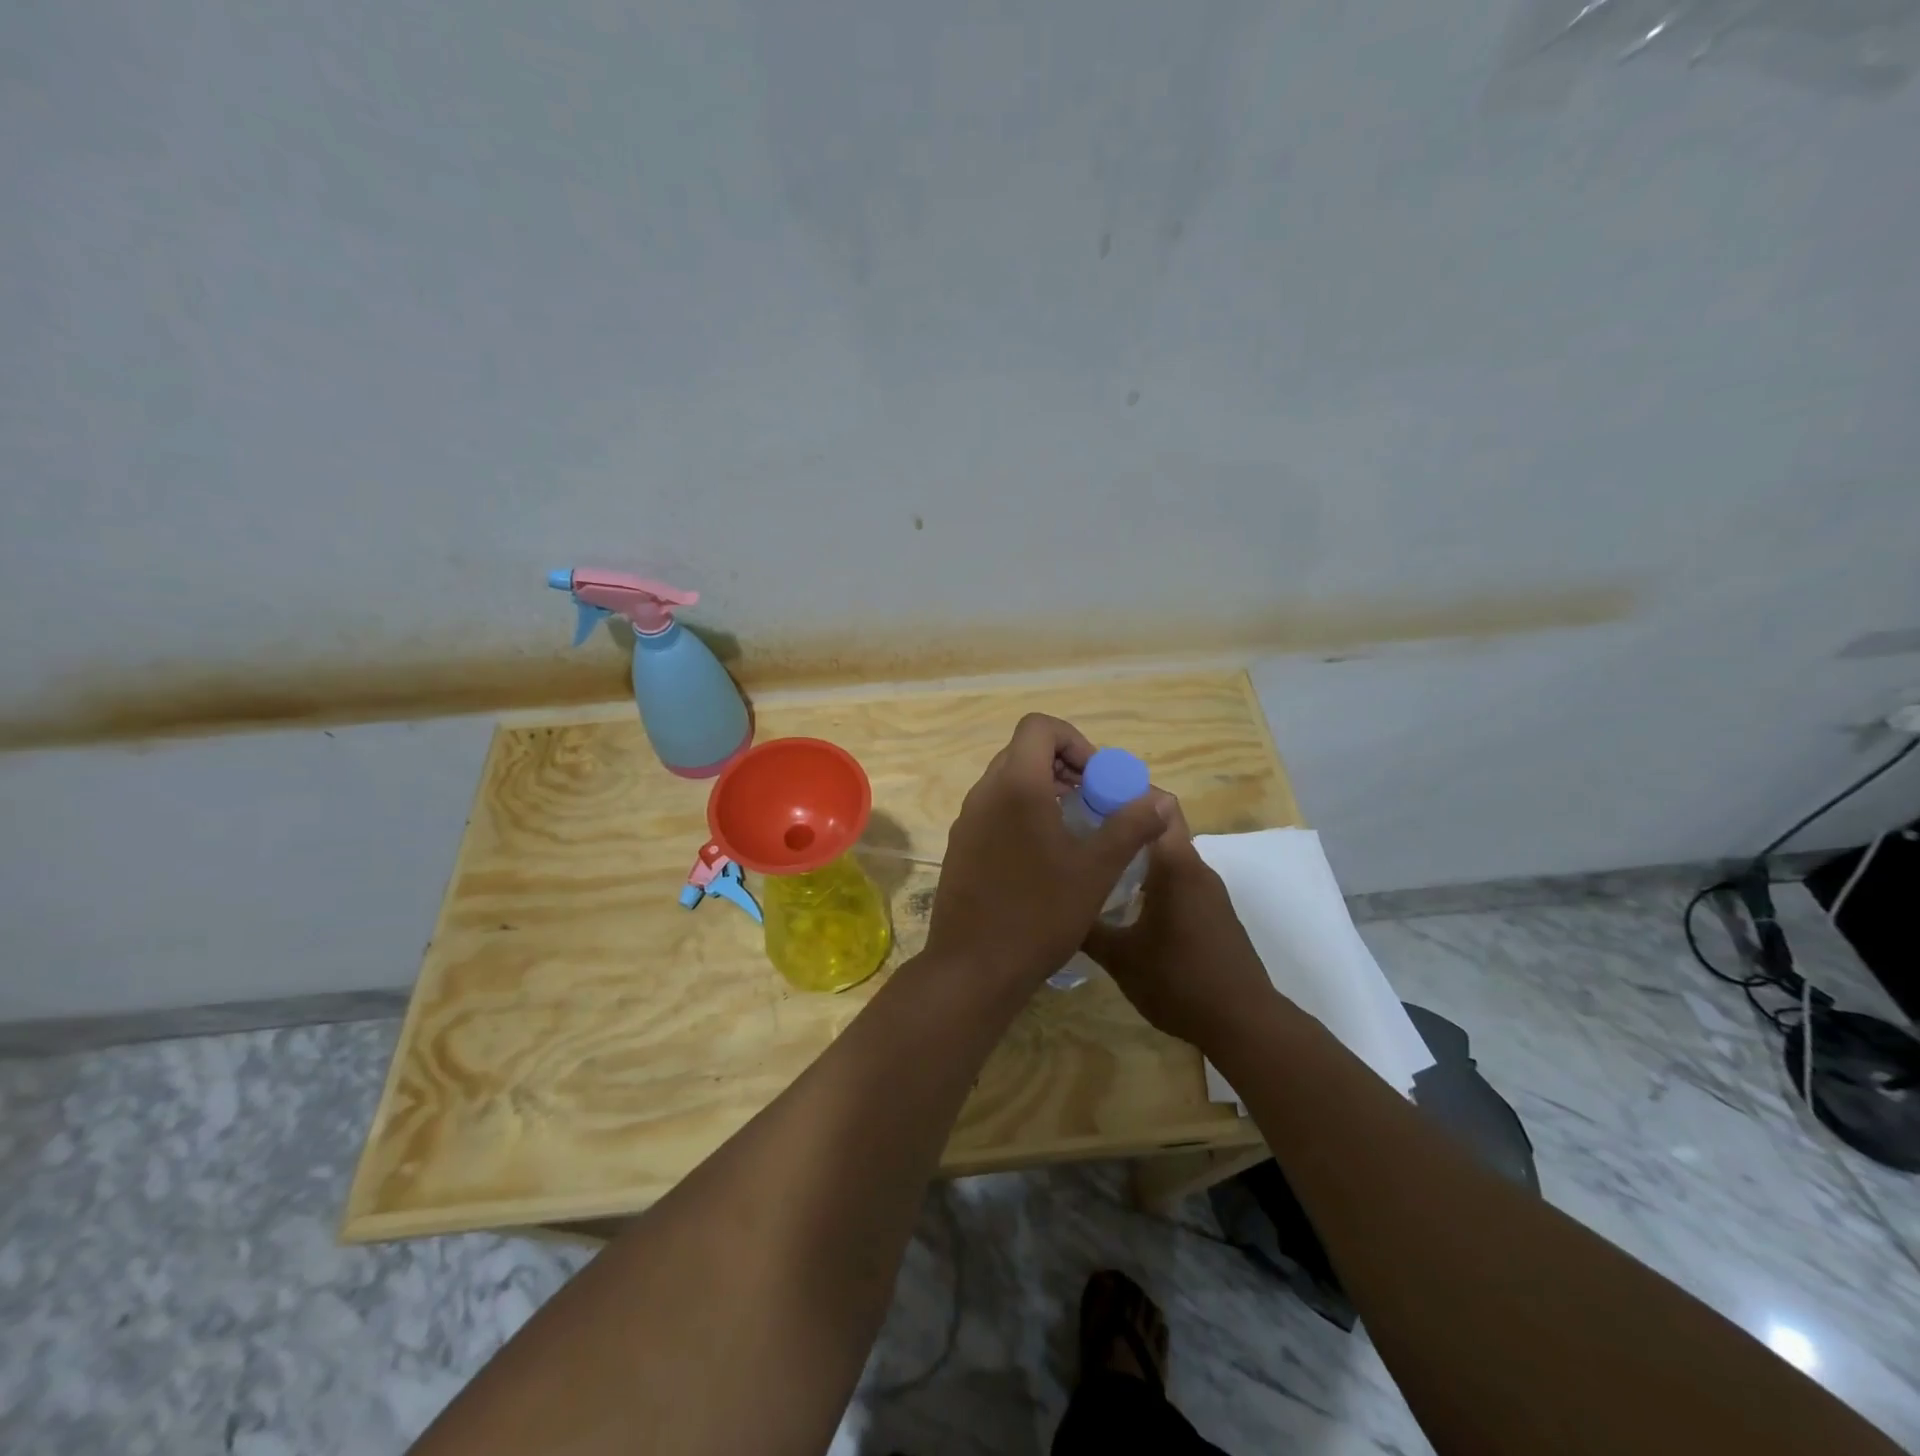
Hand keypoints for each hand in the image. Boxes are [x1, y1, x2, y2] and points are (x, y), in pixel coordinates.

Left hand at [925, 714, 1170, 988]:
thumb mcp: (1095, 870)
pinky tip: (1044, 857)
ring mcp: (967, 821)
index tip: (1096, 778)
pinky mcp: (960, 846)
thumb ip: (1129, 827)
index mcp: (1015, 786)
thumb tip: (1160, 800)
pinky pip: (994, 810)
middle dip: (1063, 766)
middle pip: (1023, 752)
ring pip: (1007, 782)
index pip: (1038, 727)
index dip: (1074, 741)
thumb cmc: (1039, 914)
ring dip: (1043, 790)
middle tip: (1092, 801)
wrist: (973, 968)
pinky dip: (1022, 814)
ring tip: (1074, 829)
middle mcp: (984, 793)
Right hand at [1081, 799, 1281, 1048]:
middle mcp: (1195, 868)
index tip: (1088, 796)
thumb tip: (1057, 908)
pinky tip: (1124, 902)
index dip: (1125, 791)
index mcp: (1176, 865)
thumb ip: (1086, 927)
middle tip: (1080, 832)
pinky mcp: (1213, 912)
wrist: (1244, 1023)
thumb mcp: (1120, 957)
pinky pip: (1177, 879)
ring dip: (1135, 854)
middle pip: (1158, 826)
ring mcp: (1208, 891)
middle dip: (1122, 823)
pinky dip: (1151, 878)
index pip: (1157, 803)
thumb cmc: (1179, 981)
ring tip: (1095, 864)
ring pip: (1167, 855)